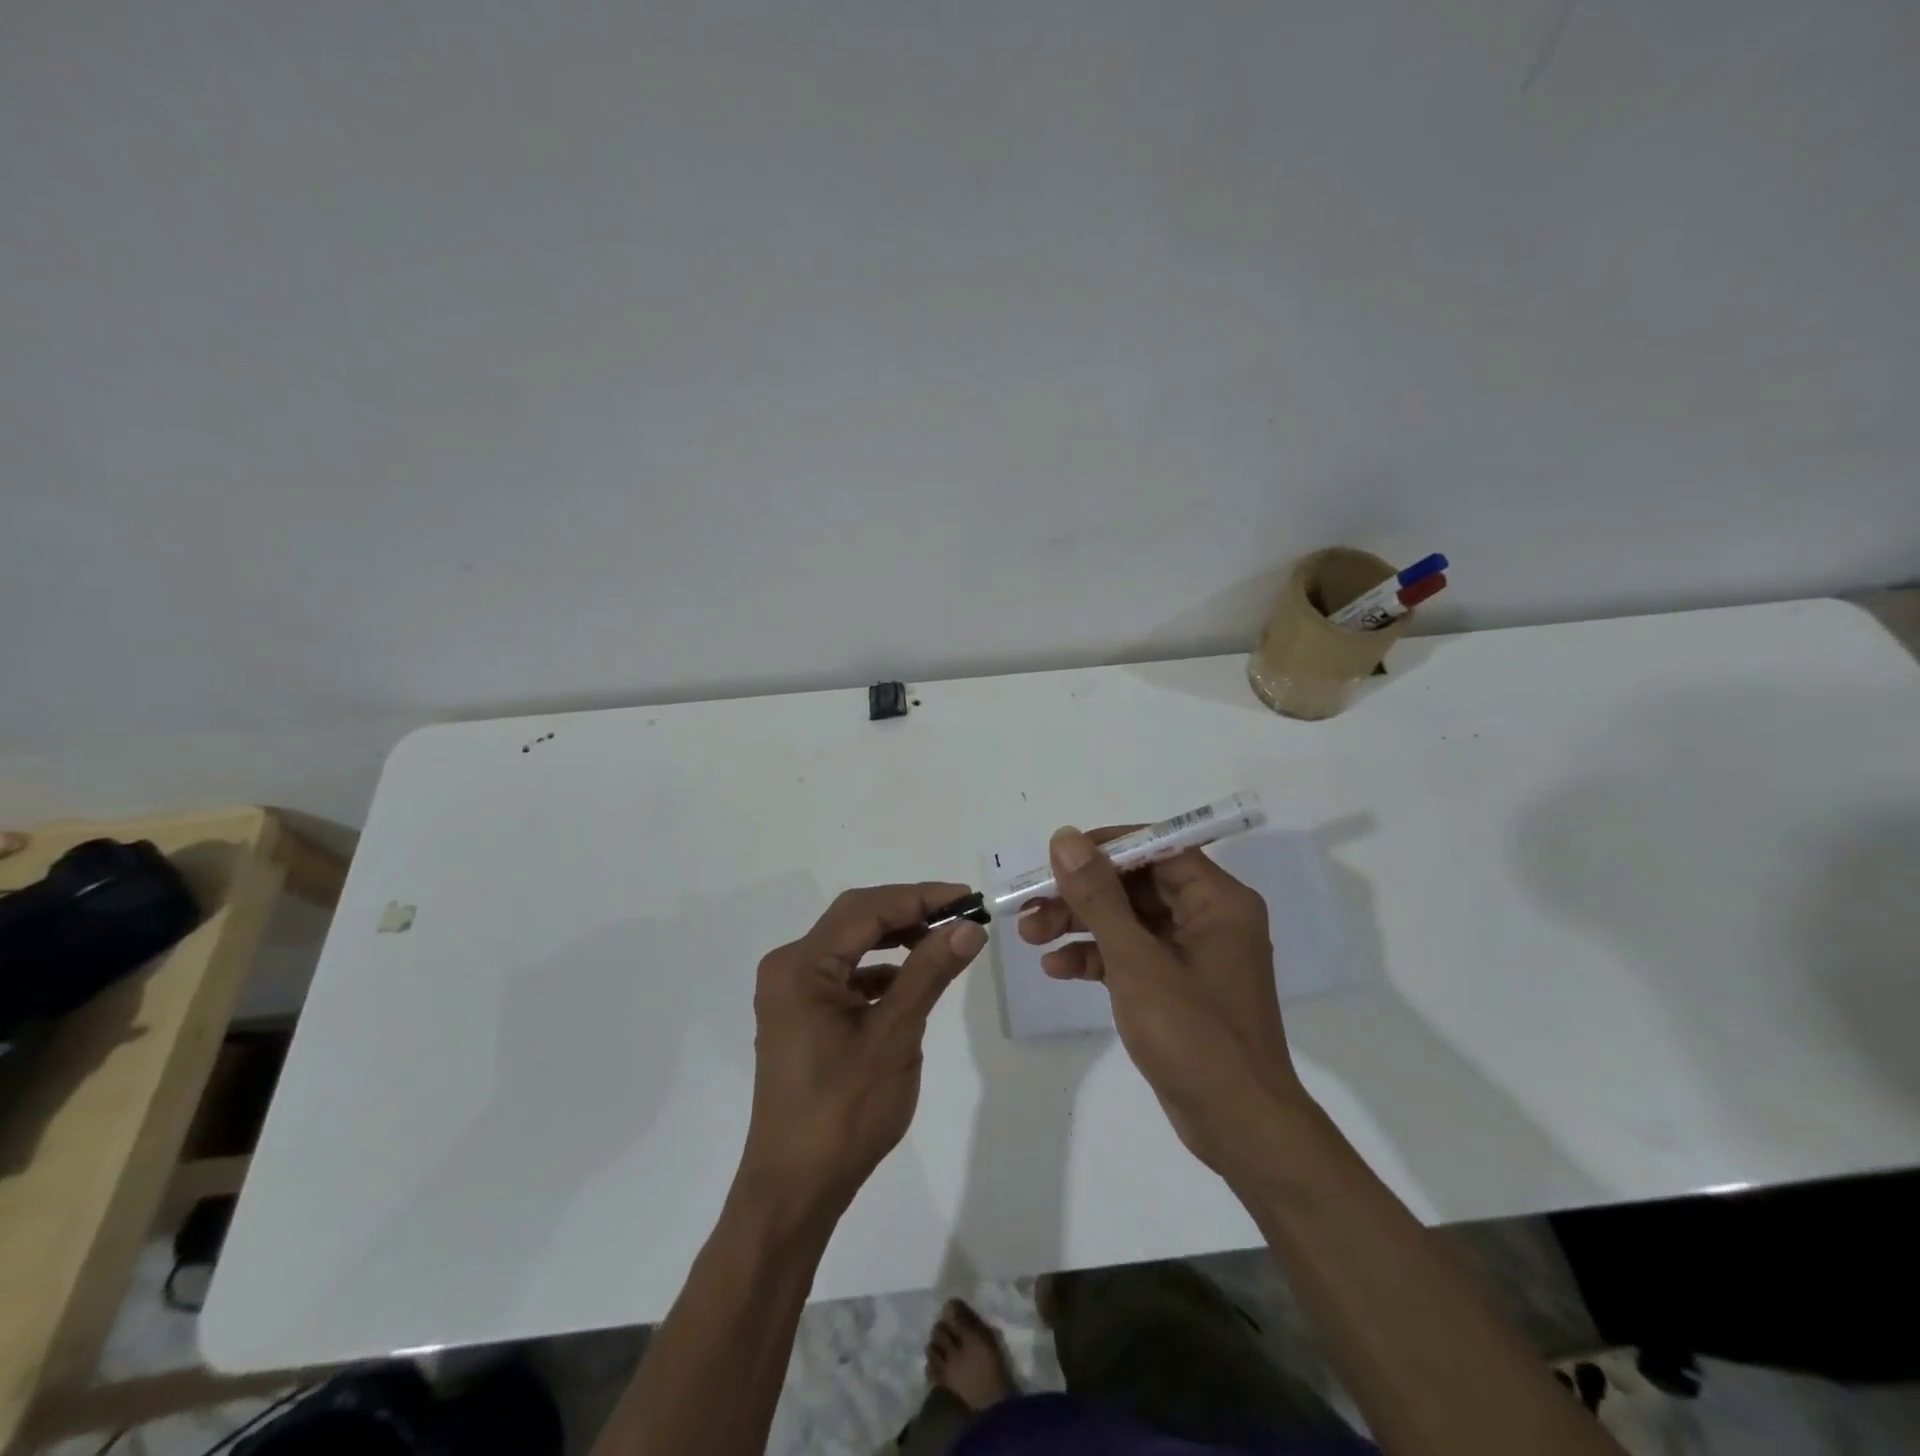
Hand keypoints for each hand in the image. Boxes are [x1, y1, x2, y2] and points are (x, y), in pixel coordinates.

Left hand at [739, 883, 986, 1218]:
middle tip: (961, 915)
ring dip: (896, 939)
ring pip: (851, 945)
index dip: (920, 897)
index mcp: (801, 965)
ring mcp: (790, 992)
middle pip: (856, 920)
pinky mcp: (800, 1014)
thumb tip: (968, 926)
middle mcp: (788, 967)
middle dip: (910, 912)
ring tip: (943, 941)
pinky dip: (880, 970)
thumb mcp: (894, 1036)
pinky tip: (910, 982)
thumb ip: (930, 972)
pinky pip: (844, 974)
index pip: (867, 909)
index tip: (968, 897)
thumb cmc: (844, 1111)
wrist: (795, 1189)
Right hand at [1019, 827, 1306, 1178]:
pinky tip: (1057, 968)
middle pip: (1135, 885)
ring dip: (1079, 925)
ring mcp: (1191, 954)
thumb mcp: (1137, 961)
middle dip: (1081, 894)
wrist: (1238, 1128)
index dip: (1104, 848)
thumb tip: (1066, 839)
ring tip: (1030, 936)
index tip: (1057, 857)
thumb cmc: (1194, 1035)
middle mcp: (1208, 918)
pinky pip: (1131, 955)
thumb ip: (1098, 897)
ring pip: (1127, 921)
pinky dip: (1095, 958)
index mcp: (1217, 901)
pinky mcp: (1175, 986)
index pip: (1156, 848)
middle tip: (1031, 904)